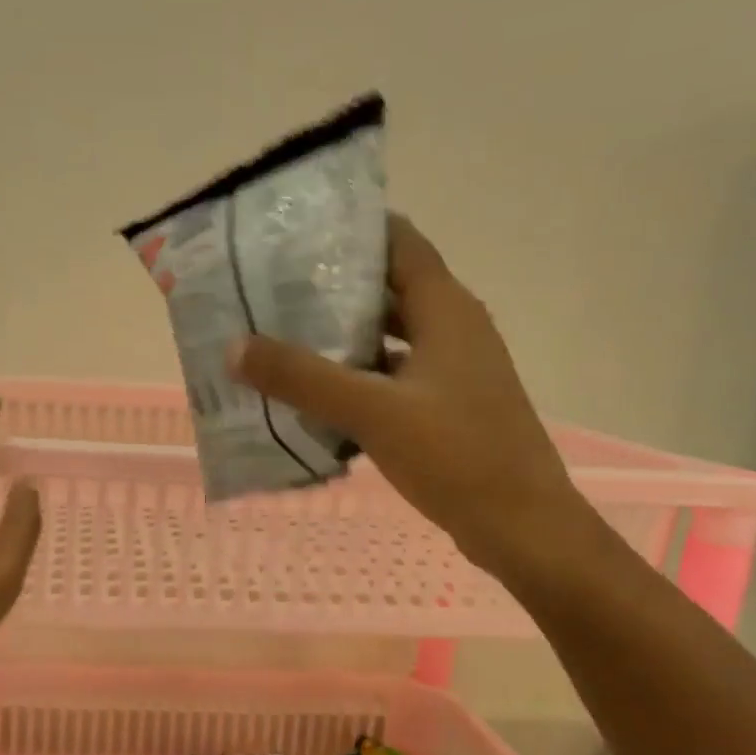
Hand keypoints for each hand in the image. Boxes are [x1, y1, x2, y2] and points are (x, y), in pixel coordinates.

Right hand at [230, 214, 591, 575]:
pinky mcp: (446, 405)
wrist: (521, 525)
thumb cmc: (456, 456)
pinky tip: (316, 394)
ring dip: (342, 335)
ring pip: (390, 336)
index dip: (351, 229)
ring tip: (281, 336)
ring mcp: (452, 370)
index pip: (398, 242)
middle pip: (389, 288)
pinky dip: (357, 377)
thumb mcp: (372, 412)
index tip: (295, 231)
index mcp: (446, 309)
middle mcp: (453, 328)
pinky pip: (393, 375)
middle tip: (271, 288)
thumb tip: (234, 346)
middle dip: (333, 285)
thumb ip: (302, 378)